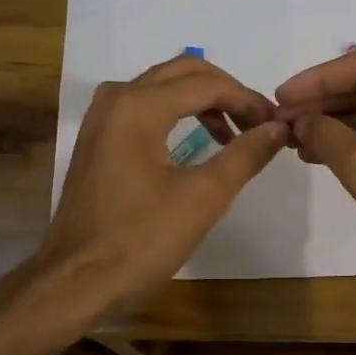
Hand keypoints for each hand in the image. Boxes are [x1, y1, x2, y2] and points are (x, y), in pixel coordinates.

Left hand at [42, 54, 287, 313]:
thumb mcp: (203, 198)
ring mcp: (102, 118)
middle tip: (259, 124)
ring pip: (163, 87)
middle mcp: (116, 98)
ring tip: (235, 136)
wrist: (76, 281)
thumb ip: (245, 155)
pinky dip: (178, 115)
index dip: (248, 100)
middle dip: (227, 93)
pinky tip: (200, 144)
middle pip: (183, 73)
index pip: (207, 84)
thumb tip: (279, 127)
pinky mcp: (99, 140)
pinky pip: (146, 108)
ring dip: (203, 102)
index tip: (277, 125)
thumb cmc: (141, 240)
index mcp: (138, 106)